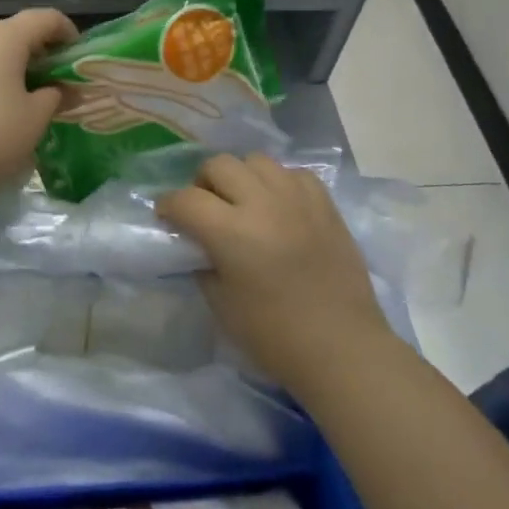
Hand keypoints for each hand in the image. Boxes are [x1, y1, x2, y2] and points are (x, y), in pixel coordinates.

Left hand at [0, 8, 76, 194]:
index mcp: (3, 38)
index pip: (44, 18)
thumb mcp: (36, 119)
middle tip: (44, 77)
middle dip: (30, 48)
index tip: (73, 52)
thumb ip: (55, 95)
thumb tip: (60, 90)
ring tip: (6, 93)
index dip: (65, 30)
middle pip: (9, 31)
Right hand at [157, 153, 393, 396]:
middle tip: (206, 209)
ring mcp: (297, 198)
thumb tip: (197, 242)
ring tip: (244, 203)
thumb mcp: (221, 304)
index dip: (168, 206)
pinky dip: (278, 183)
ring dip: (241, 177)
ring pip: (256, 160)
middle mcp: (263, 203)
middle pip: (219, 165)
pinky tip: (279, 207)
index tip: (167, 218)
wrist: (341, 347)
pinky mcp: (325, 203)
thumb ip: (203, 262)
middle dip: (203, 184)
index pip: (186, 199)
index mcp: (232, 232)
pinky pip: (292, 173)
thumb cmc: (274, 336)